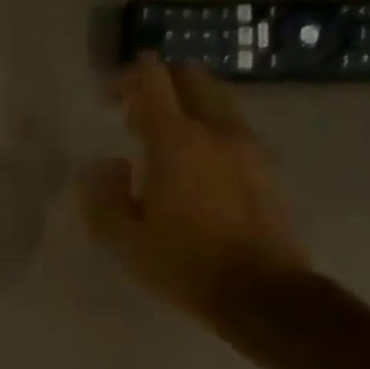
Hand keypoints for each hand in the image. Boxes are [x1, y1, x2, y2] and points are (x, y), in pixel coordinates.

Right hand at [78, 59, 310, 324]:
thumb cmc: (184, 266)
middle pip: (190, 76)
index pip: (152, 80)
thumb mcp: (123, 240)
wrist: (262, 292)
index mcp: (177, 142)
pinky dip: (208, 127)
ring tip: (162, 142)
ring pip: (216, 98)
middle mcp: (216, 130)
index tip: (107, 96)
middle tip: (133, 117)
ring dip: (186, 104)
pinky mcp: (266, 165)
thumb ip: (103, 195)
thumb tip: (105, 164)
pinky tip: (194, 166)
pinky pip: (232, 126)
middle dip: (158, 83)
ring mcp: (248, 145)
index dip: (126, 77)